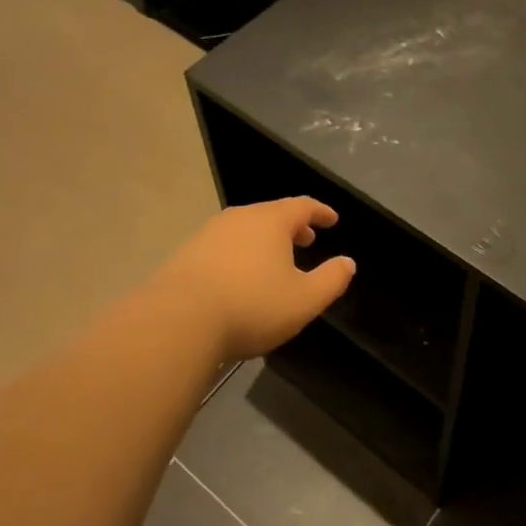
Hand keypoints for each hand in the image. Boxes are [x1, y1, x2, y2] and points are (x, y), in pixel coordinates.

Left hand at [155, 198, 355, 360]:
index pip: (302, 206)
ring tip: (273, 261)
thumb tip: (348, 262)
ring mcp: (209, 234)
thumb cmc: (251, 305)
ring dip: (264, 241)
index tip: (332, 220)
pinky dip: (240, 254)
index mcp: (271, 221)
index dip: (321, 211)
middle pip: (272, 214)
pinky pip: (224, 246)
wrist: (178, 320)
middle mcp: (239, 218)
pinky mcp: (186, 254)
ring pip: (245, 229)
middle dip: (292, 226)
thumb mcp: (304, 300)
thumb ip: (331, 279)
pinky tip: (239, 278)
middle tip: (306, 240)